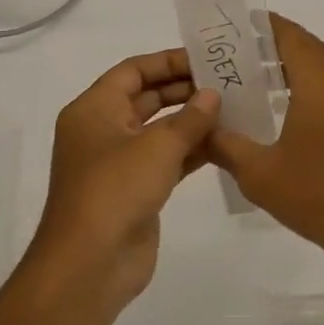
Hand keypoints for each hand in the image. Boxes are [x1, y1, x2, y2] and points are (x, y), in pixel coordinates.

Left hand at [26, 48, 220, 316]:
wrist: (89, 266)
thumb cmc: (115, 190)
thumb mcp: (158, 146)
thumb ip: (190, 118)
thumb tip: (213, 95)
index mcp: (94, 109)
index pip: (133, 70)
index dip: (168, 61)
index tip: (206, 58)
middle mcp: (103, 129)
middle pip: (147, 97)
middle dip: (185, 89)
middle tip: (227, 82)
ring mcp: (119, 162)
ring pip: (159, 129)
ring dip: (192, 121)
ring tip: (234, 108)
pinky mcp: (135, 189)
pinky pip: (166, 159)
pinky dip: (191, 150)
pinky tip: (224, 143)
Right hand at [207, 15, 323, 274]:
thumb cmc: (318, 194)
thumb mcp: (259, 173)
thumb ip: (225, 145)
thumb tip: (201, 129)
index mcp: (320, 81)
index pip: (289, 34)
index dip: (260, 25)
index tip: (230, 26)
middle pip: (304, 46)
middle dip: (268, 44)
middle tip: (229, 53)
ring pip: (317, 66)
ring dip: (286, 65)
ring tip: (245, 76)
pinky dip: (301, 84)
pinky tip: (275, 107)